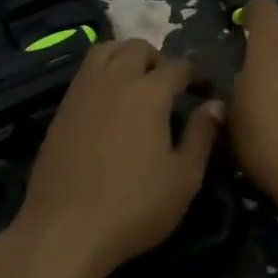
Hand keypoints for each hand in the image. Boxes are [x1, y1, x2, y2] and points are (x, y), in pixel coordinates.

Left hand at [16, 39, 222, 277]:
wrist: (64, 230)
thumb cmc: (133, 208)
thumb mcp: (184, 179)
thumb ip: (201, 136)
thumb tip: (216, 105)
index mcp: (149, 93)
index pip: (179, 66)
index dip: (197, 76)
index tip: (206, 93)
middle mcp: (114, 80)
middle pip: (138, 48)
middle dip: (159, 59)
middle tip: (170, 87)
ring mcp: (82, 91)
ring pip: (105, 50)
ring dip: (126, 57)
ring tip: (137, 84)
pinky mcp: (61, 108)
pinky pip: (85, 73)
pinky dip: (102, 74)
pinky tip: (110, 104)